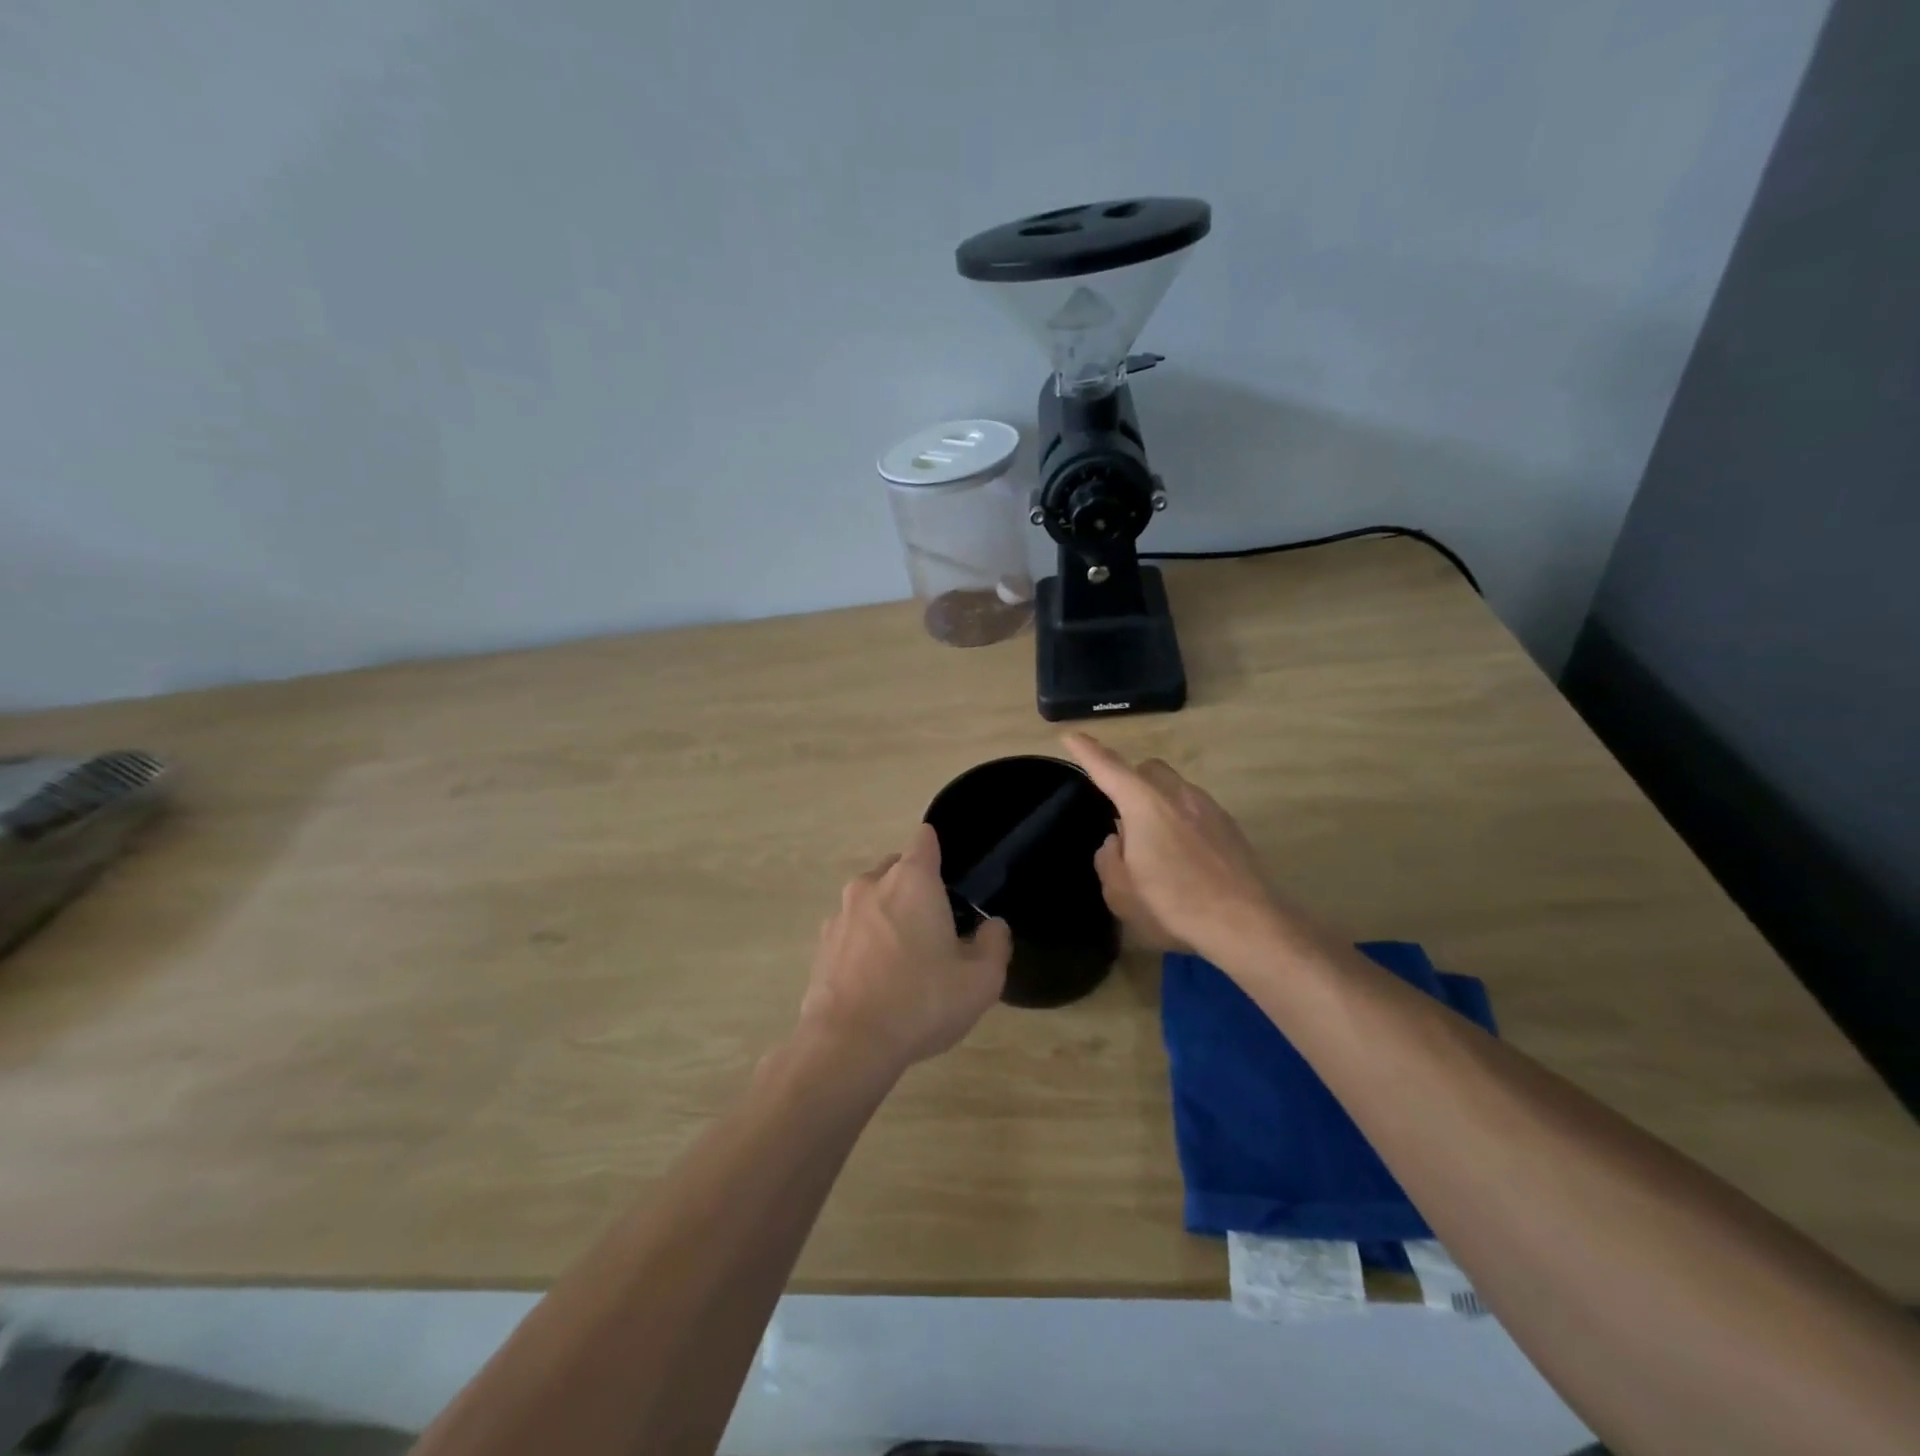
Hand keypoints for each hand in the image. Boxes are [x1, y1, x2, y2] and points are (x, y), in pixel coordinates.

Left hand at [800, 823, 1011, 1074]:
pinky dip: (865, 943)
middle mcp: (872, 885)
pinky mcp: (822, 944)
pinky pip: (852, 930)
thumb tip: (992, 926)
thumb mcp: (981, 980)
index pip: (926, 839)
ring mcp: (841, 914)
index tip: (952, 880)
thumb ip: (994, 944)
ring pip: (871, 900)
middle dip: (915, 887)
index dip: (940, 851)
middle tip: (936, 927)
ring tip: (905, 959)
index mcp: (912, 880)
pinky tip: (877, 980)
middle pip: (897, 868)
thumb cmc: (921, 1001)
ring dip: (888, 916)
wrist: (848, 1043)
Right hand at [1062, 732, 1288, 960]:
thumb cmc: (1173, 905)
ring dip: (1158, 803)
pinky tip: (1183, 857)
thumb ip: (1108, 859)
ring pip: (1175, 788)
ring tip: (1153, 845)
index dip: (1087, 751)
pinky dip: (1181, 821)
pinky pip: (1195, 810)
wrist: (1247, 923)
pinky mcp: (1230, 826)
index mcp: (1143, 804)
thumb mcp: (1121, 892)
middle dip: (1129, 780)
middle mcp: (1176, 794)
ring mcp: (1208, 807)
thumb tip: (1115, 841)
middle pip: (1147, 769)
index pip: (1108, 767)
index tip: (1071, 737)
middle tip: (1121, 815)